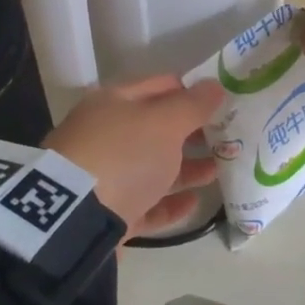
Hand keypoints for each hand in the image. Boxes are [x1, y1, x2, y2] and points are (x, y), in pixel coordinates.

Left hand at [44, 75, 223, 236]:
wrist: (76, 220)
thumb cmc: (123, 155)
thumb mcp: (164, 123)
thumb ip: (193, 105)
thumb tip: (216, 85)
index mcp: (114, 102)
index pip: (160, 85)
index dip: (191, 90)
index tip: (223, 101)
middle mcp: (106, 135)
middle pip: (156, 129)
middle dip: (191, 132)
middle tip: (228, 138)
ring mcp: (105, 176)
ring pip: (153, 167)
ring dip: (187, 168)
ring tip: (219, 170)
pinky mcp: (109, 213)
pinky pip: (146, 204)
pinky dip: (169, 202)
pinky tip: (195, 202)